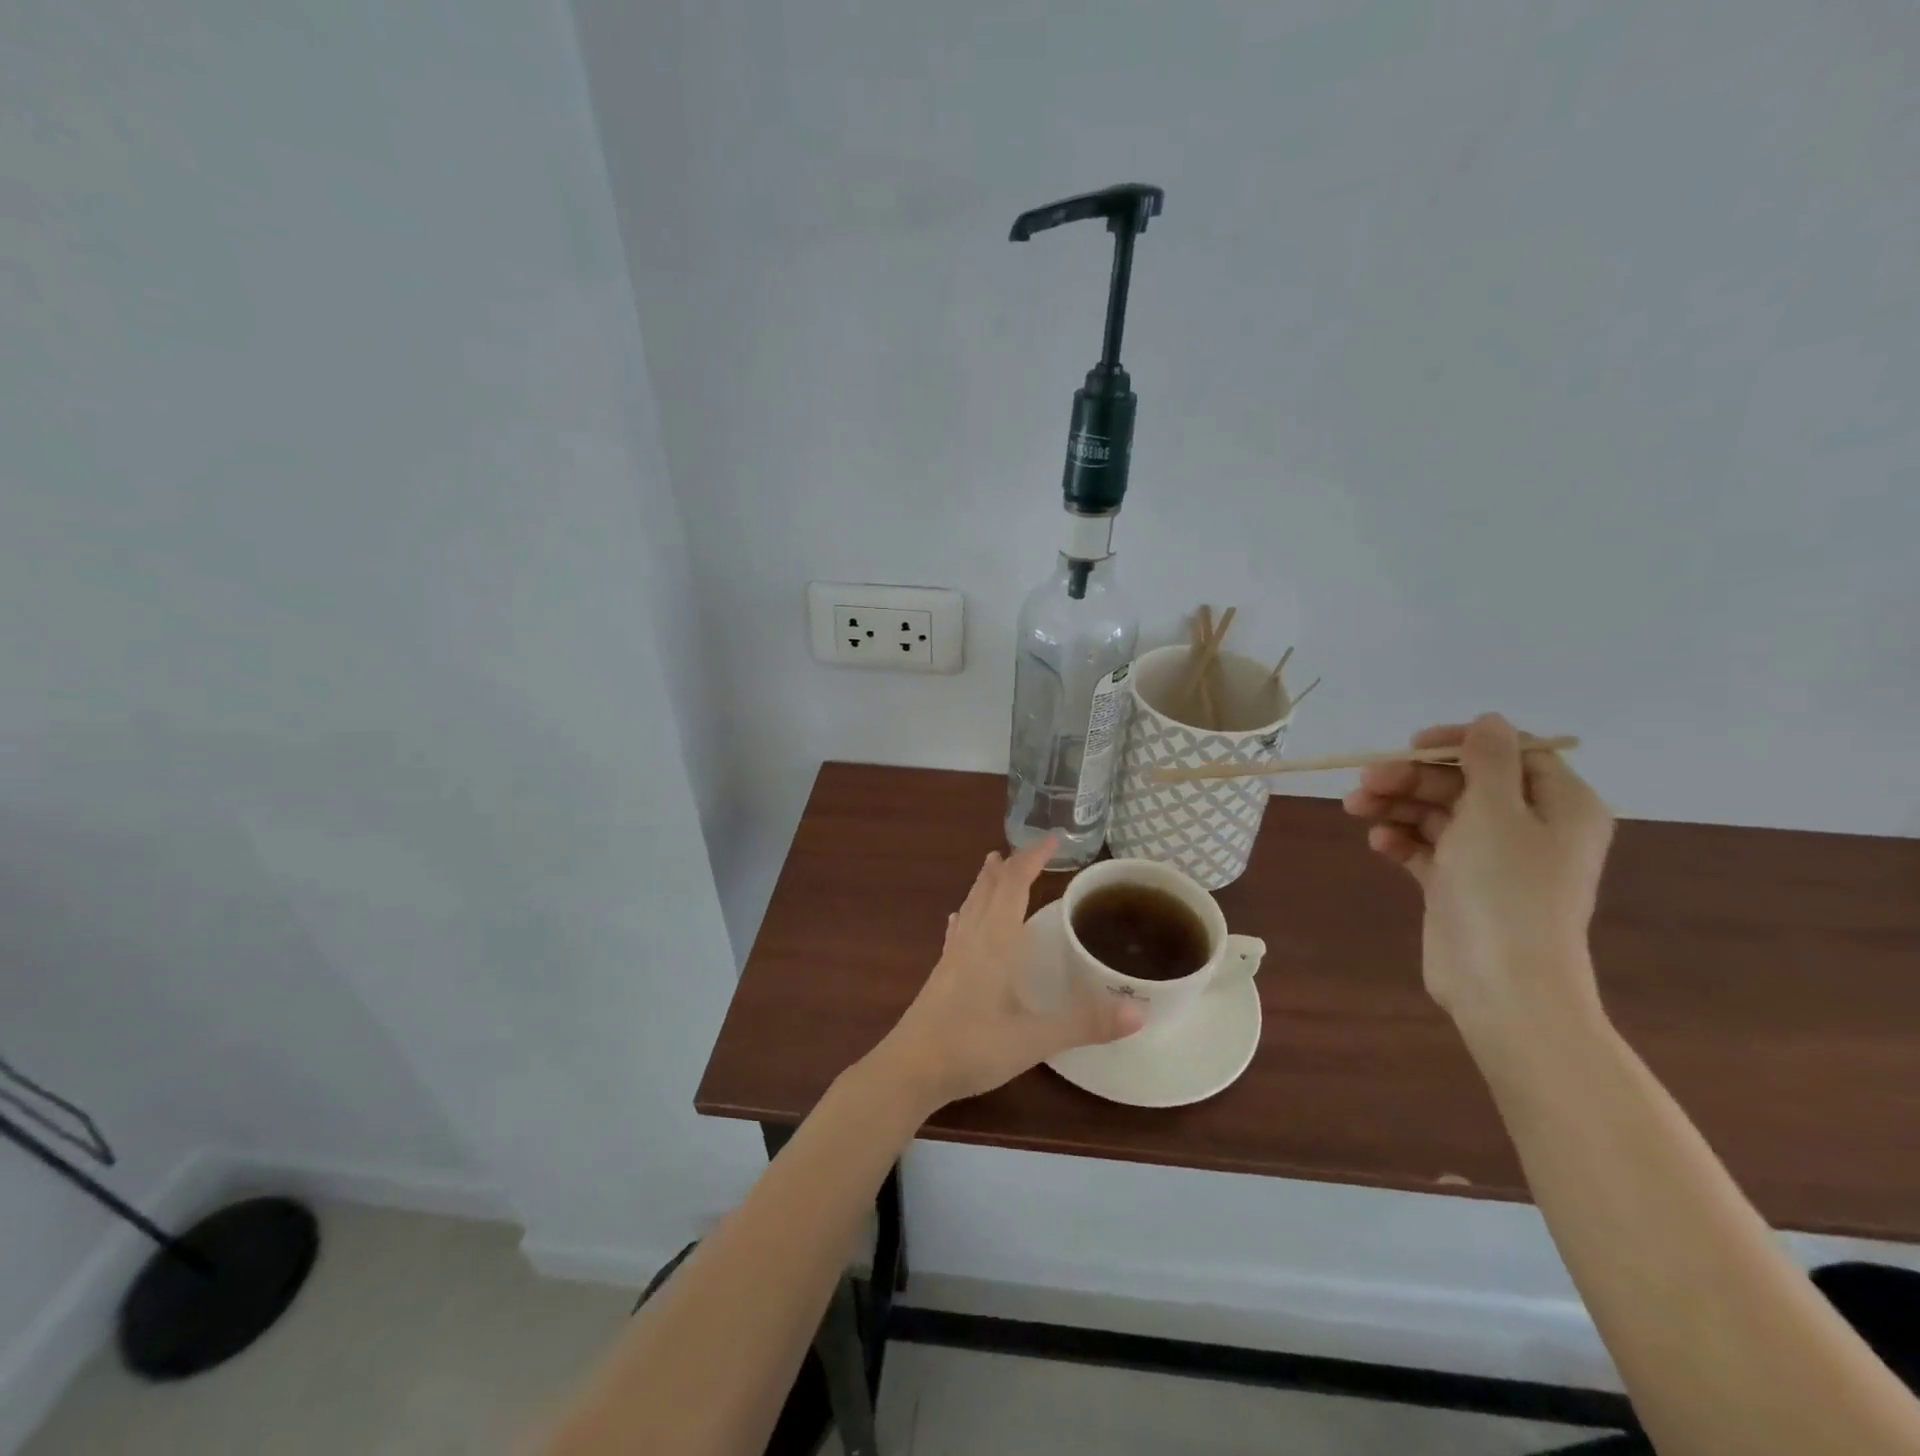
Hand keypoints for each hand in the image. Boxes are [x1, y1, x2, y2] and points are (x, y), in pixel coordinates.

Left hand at [872, 837, 1143, 1112]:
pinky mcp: (941, 973)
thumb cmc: (972, 1048)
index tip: (1053, 838)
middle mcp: (973, 938)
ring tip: (994, 864)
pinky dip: (966, 913)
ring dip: (986, 882)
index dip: (1033, 858)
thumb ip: (1085, 1023)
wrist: (910, 1069)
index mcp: (995, 941)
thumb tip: (1140, 1010)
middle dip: (1011, 865)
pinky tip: (959, 917)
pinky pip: (958, 929)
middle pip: (990, 888)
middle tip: (1029, 848)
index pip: (1015, 884)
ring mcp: (953, 955)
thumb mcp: (1034, 1039)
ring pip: (971, 904)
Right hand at [1343, 714, 1614, 1042]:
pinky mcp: (1460, 883)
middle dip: (1411, 779)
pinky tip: (1379, 844)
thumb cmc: (1505, 890)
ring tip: (1356, 810)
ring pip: (1439, 813)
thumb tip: (1489, 720)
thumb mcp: (1496, 812)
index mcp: (1558, 804)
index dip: (1457, 743)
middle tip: (1365, 782)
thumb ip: (1488, 761)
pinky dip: (1402, 840)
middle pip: (1463, 783)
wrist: (1502, 983)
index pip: (1508, 752)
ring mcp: (1493, 857)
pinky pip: (1428, 847)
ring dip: (1397, 806)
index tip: (1410, 746)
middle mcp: (1529, 825)